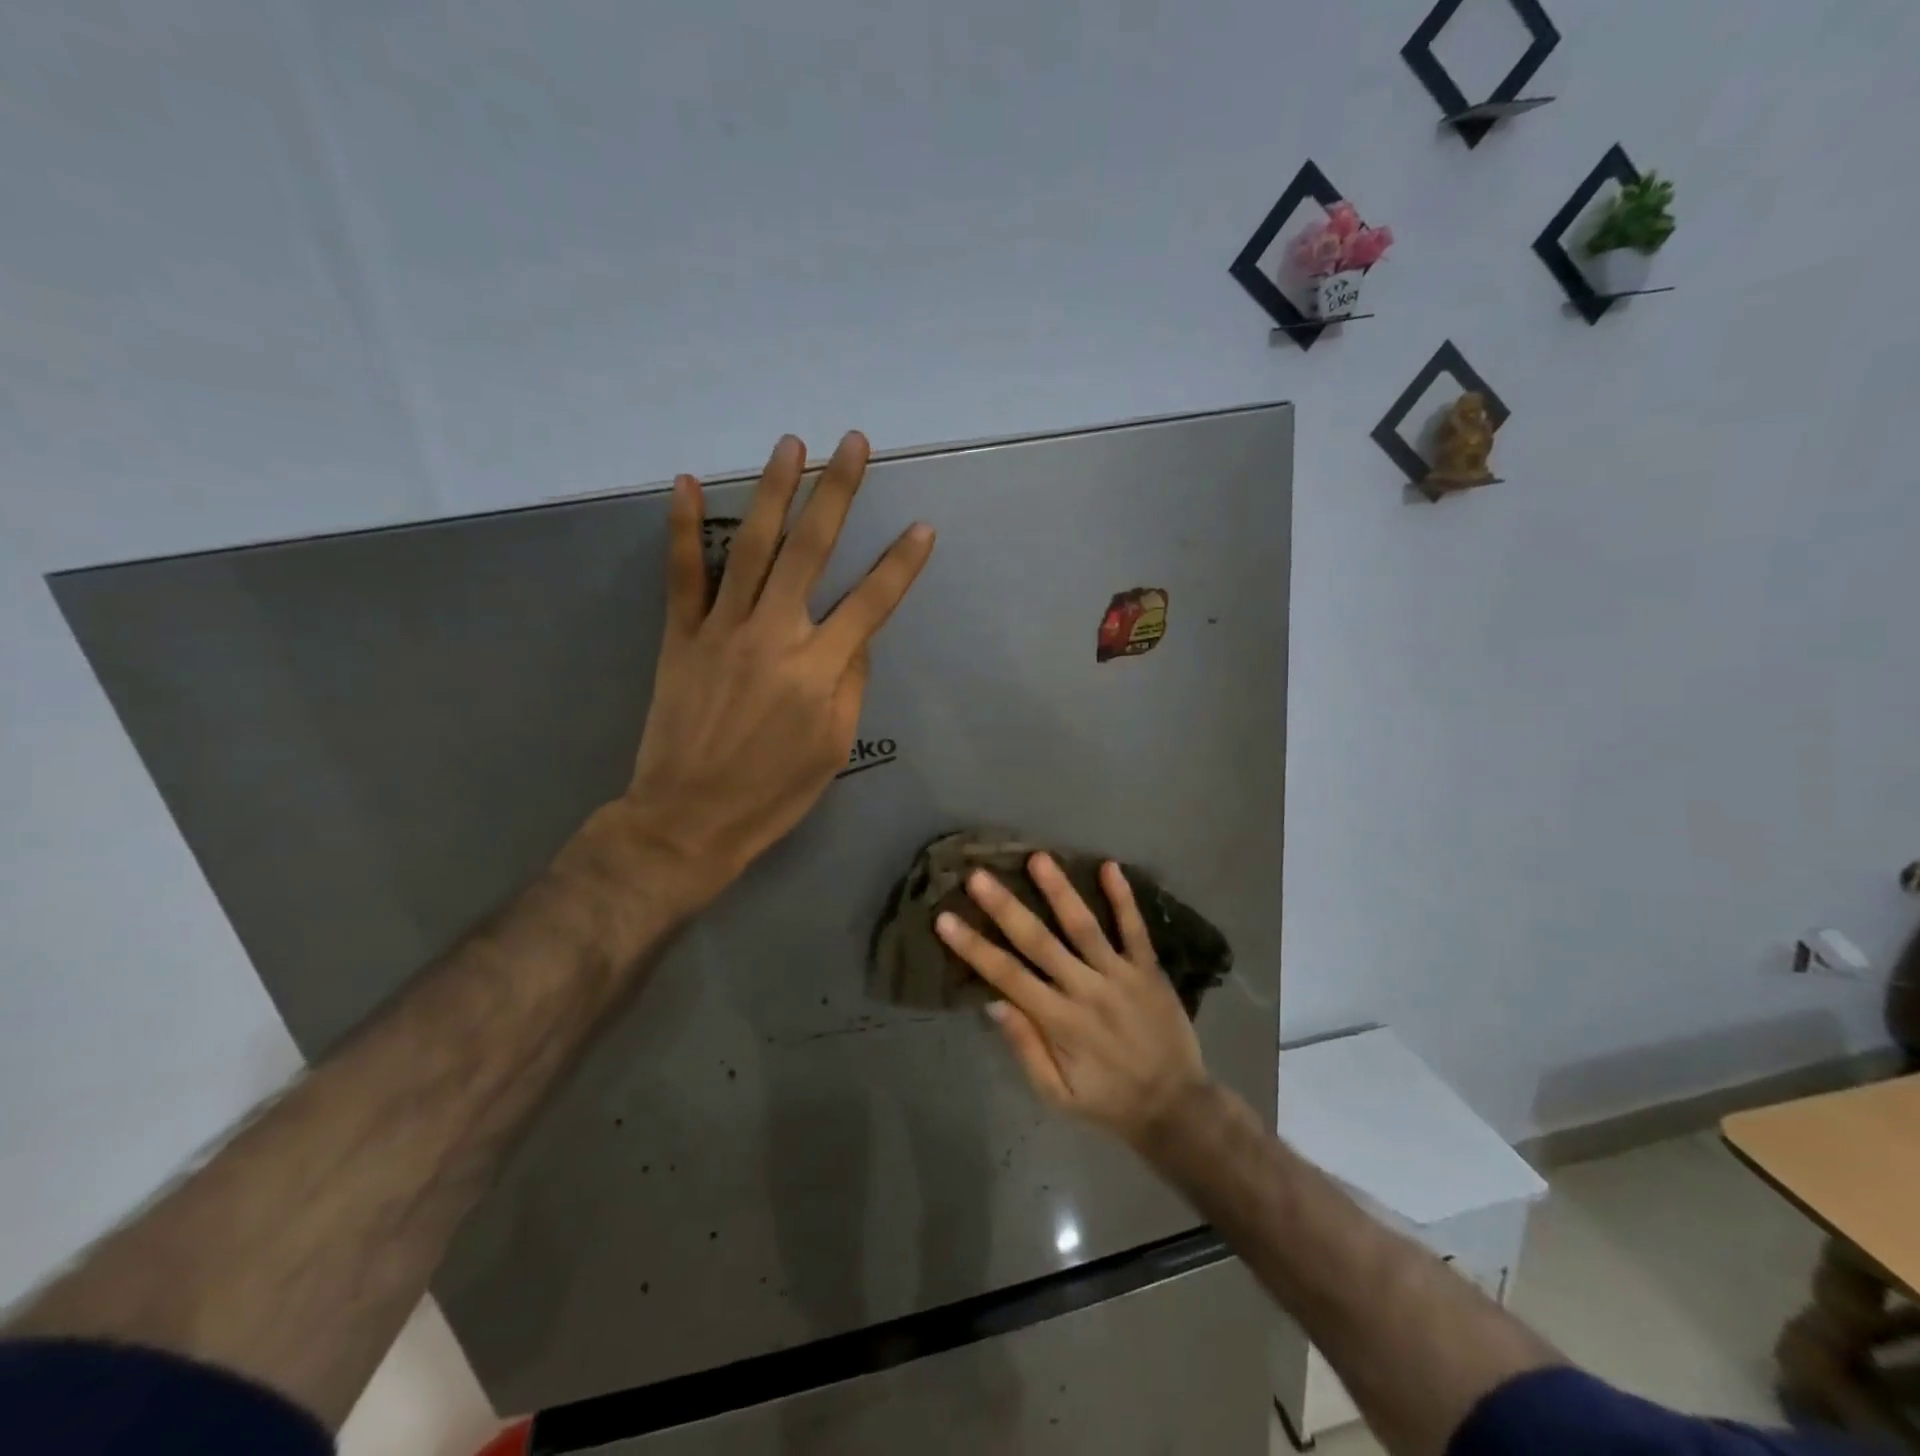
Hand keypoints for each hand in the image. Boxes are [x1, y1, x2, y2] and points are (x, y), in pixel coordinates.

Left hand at [612, 431, 933, 908]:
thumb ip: (850, 683)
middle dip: (837, 492)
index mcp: (818, 670)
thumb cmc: (773, 793)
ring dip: (774, 491)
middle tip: (854, 444)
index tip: (923, 528)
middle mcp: (774, 636)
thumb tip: (856, 635)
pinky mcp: (680, 636)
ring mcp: (721, 630)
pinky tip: (685, 482)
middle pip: (811, 551)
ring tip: (792, 444)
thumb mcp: (833, 748)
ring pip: (751, 547)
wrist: (688, 819)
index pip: (872, 603)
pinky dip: (681, 528)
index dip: (901, 565)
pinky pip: (682, 574)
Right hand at [936, 853, 1208, 1147]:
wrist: (1176, 1107)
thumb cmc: (1107, 1100)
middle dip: (1006, 908)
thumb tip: (993, 1002)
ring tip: (1038, 857)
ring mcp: (1121, 976)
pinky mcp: (1149, 970)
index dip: (974, 947)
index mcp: (1059, 1022)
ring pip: (1084, 927)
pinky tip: (1110, 866)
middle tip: (979, 875)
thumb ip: (1026, 1048)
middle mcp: (1086, 990)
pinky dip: (1123, 898)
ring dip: (1060, 890)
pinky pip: (1135, 929)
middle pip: (1040, 942)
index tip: (945, 918)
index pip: (1008, 976)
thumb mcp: (1057, 1095)